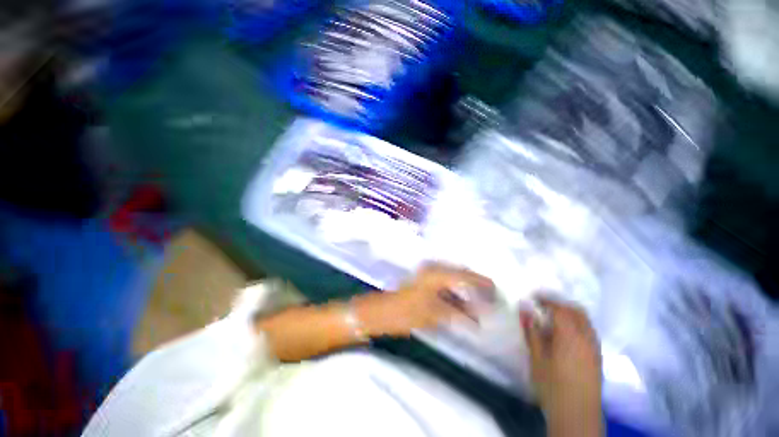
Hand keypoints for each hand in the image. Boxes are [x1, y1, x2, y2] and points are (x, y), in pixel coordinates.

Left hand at [358, 263, 494, 336]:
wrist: (381, 312)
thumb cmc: (406, 312)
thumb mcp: (435, 314)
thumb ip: (459, 313)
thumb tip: (480, 317)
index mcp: (436, 274)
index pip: (465, 275)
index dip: (481, 282)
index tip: (496, 290)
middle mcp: (433, 269)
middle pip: (460, 274)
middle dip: (476, 285)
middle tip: (491, 296)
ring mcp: (427, 275)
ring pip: (453, 280)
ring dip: (465, 290)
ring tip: (480, 302)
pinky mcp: (424, 282)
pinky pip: (445, 285)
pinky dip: (455, 294)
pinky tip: (463, 304)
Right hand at [520, 298, 602, 434]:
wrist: (577, 415)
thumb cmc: (553, 385)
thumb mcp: (537, 357)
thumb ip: (532, 331)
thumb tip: (524, 308)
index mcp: (571, 335)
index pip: (559, 308)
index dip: (546, 299)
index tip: (532, 297)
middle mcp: (587, 337)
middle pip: (576, 310)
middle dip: (559, 304)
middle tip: (542, 305)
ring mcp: (595, 348)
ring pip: (585, 321)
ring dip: (569, 313)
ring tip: (552, 318)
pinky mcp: (597, 357)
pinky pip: (588, 331)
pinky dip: (576, 324)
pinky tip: (564, 335)